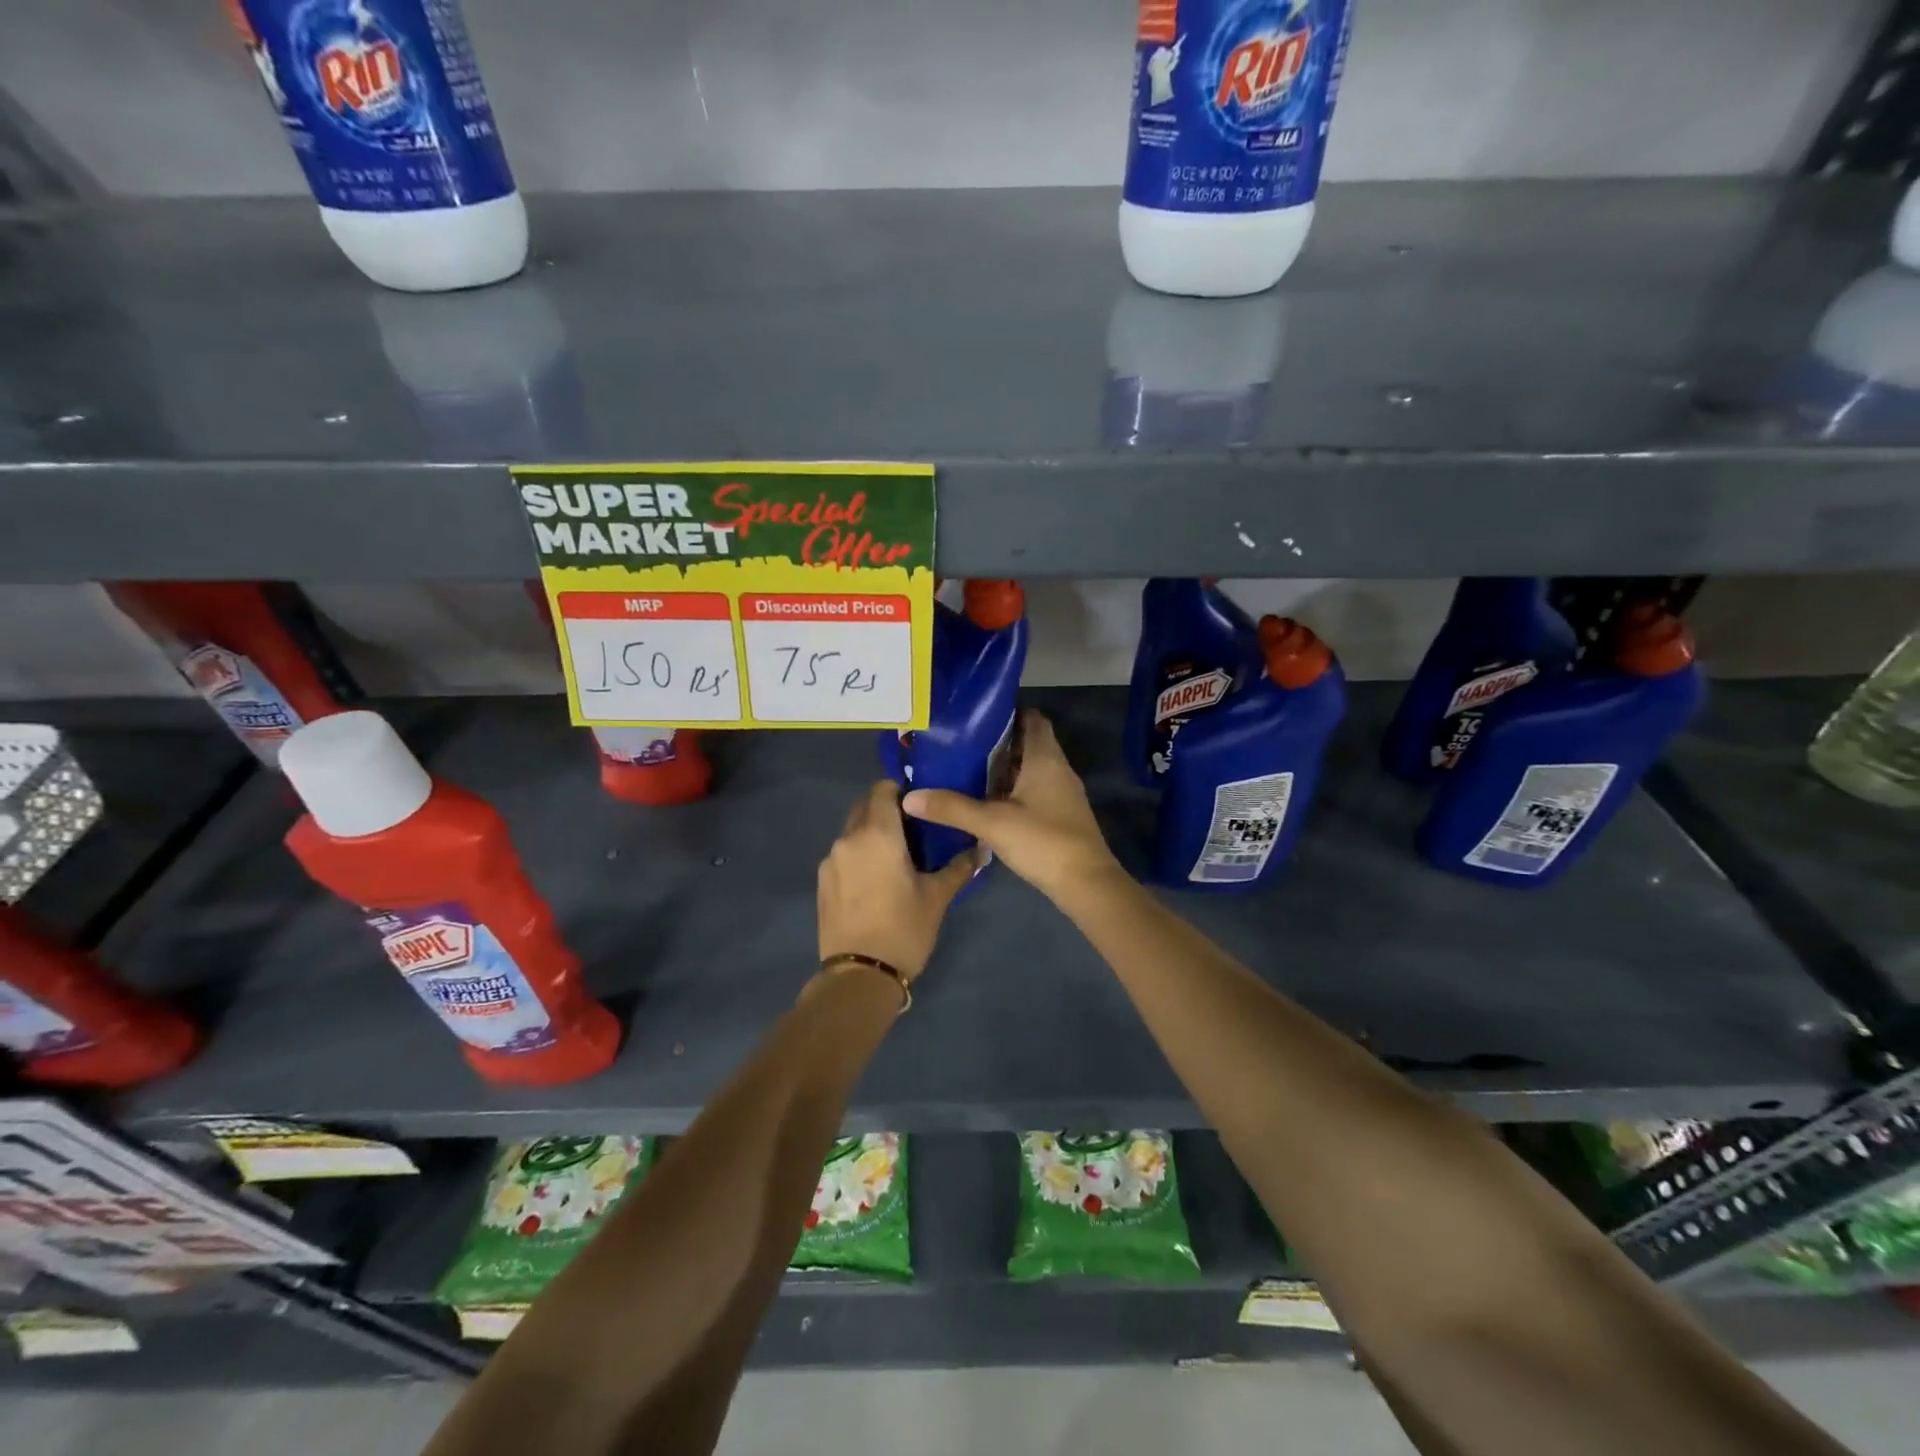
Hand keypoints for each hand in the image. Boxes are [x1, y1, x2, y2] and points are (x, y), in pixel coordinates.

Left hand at [817, 781, 976, 981]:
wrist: (859, 977)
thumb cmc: (904, 929)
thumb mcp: (937, 897)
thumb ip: (959, 867)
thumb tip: (982, 849)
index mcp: (877, 834)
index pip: (883, 789)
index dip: (901, 791)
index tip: (920, 806)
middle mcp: (848, 838)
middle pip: (864, 806)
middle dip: (886, 810)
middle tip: (913, 830)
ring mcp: (830, 860)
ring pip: (852, 831)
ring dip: (871, 833)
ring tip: (895, 857)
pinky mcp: (822, 882)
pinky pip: (842, 855)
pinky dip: (858, 855)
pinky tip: (875, 880)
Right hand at [902, 710, 1122, 900]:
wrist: (1086, 883)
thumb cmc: (1043, 841)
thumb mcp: (992, 823)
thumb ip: (951, 808)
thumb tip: (909, 797)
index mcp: (1045, 758)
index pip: (1032, 718)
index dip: (1007, 712)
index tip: (975, 715)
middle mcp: (1057, 768)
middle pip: (1027, 743)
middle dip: (997, 742)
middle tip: (960, 743)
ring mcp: (1061, 793)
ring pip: (1029, 768)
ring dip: (1003, 768)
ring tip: (965, 769)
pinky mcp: (1059, 814)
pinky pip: (1032, 790)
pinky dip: (1011, 789)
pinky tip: (986, 801)